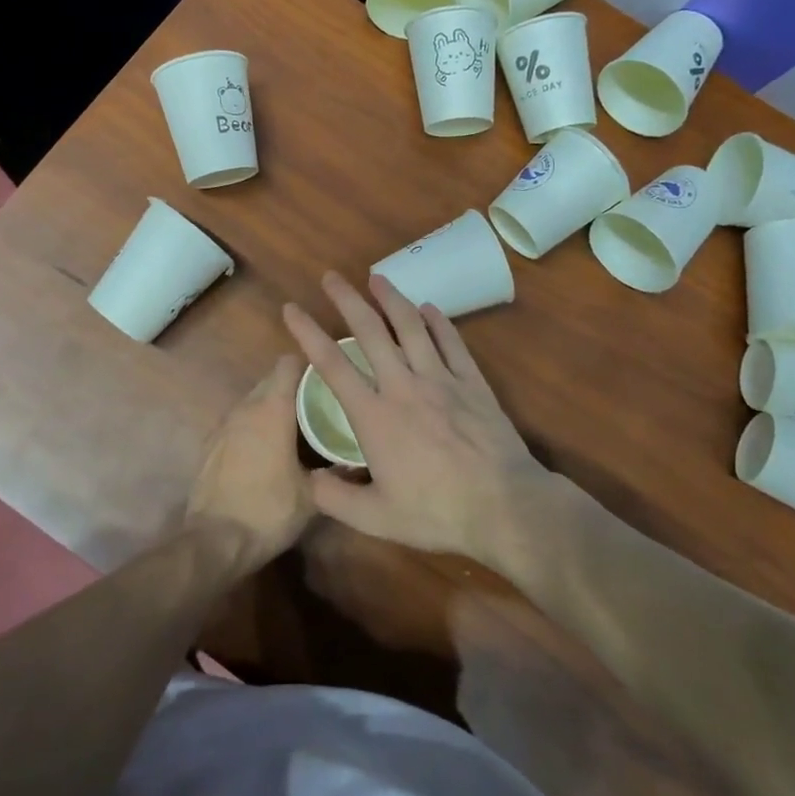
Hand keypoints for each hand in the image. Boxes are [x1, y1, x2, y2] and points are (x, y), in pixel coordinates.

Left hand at [186, 356, 314, 565]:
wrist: (214, 542)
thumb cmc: (268, 511)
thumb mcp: (312, 496)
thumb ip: (335, 472)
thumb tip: (356, 461)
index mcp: (272, 409)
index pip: (288, 364)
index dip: (309, 366)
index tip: (328, 379)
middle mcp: (245, 408)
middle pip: (270, 380)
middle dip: (293, 387)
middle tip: (318, 405)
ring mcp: (223, 425)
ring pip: (253, 401)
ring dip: (272, 408)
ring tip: (296, 428)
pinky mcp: (210, 444)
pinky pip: (238, 422)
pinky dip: (254, 427)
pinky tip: (267, 451)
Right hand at [282, 271, 558, 569]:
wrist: (503, 505)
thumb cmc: (436, 512)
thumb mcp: (375, 518)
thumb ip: (334, 498)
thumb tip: (308, 477)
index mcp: (374, 415)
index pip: (332, 364)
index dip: (307, 333)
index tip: (291, 308)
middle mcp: (403, 385)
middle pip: (369, 331)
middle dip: (347, 299)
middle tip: (331, 277)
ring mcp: (440, 379)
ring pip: (411, 327)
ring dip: (392, 298)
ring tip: (377, 277)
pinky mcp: (472, 382)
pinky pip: (451, 342)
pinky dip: (438, 321)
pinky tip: (429, 308)